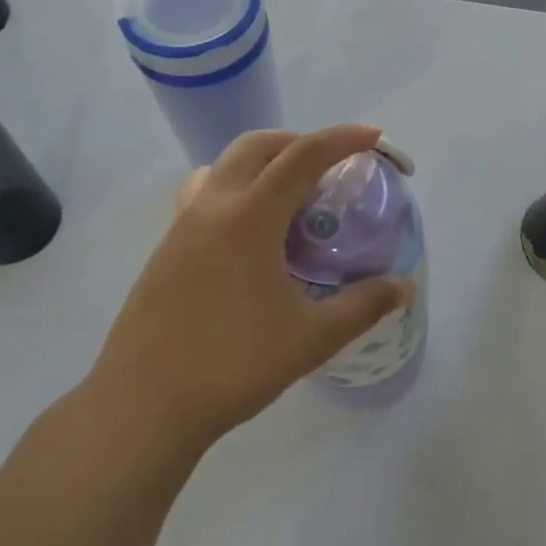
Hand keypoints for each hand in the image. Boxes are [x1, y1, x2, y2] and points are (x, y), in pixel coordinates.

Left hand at [89, 125, 414, 454]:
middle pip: (256, 146)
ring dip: (260, 162)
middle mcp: (212, 207)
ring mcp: (181, 227)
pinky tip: (249, 238)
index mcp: (250, 217)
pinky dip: (235, 191)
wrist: (141, 408)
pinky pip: (203, 196)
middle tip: (330, 167)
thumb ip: (363, 306)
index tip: (373, 137)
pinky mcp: (164, 251)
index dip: (342, 139)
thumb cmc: (233, 365)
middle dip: (298, 142)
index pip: (303, 156)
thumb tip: (404, 286)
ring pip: (223, 167)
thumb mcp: (312, 338)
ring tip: (288, 195)